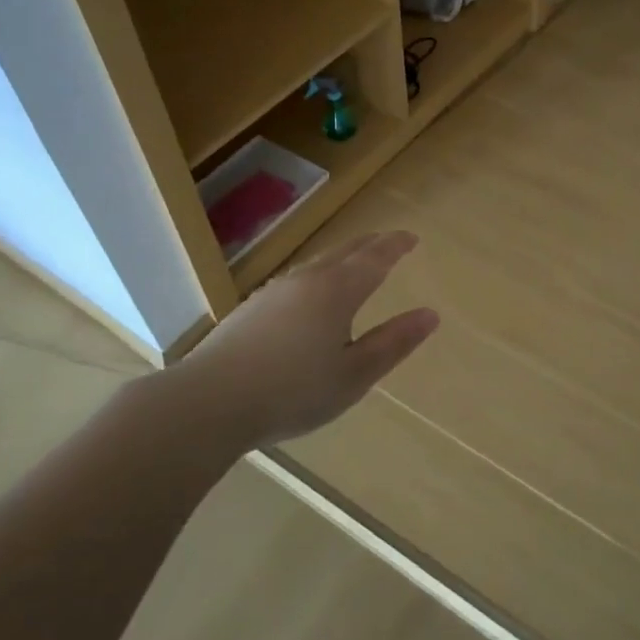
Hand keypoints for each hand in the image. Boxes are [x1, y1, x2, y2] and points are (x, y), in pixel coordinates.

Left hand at [153, 231, 438, 450]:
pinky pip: (296, 280)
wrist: (209, 402)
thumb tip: (430, 315)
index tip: (410, 237)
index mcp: (337, 291)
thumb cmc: (293, 391)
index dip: (394, 246)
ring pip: (316, 264)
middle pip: (343, 253)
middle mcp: (306, 281)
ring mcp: (274, 292)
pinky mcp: (251, 309)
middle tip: (387, 242)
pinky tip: (310, 296)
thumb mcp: (354, 374)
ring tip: (353, 263)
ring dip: (341, 258)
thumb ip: (393, 343)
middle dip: (369, 245)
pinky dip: (317, 276)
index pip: (374, 259)